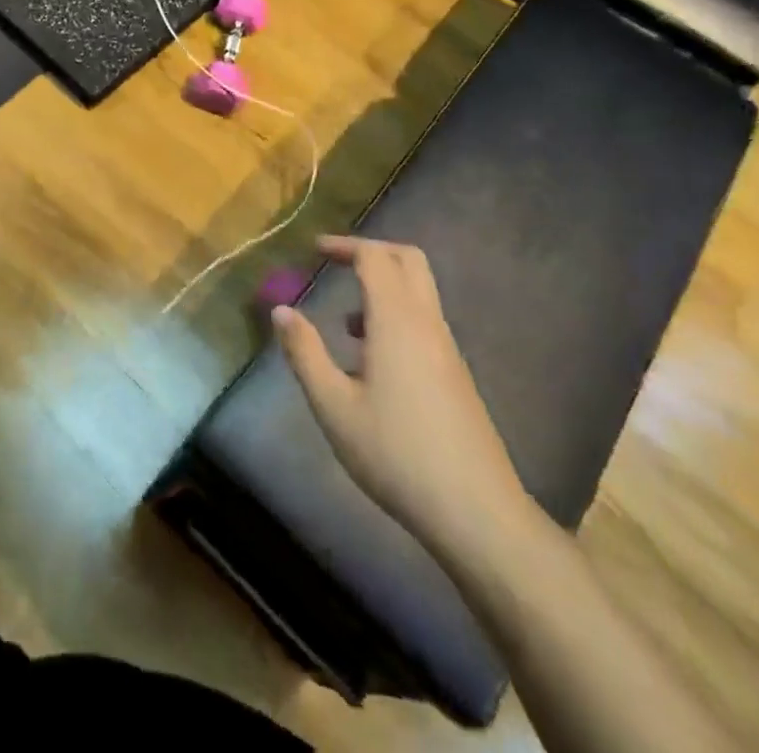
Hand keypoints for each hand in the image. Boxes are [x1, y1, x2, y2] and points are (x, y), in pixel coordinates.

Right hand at [273, 236, 529, 556]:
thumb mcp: (334, 406)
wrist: (476, 512)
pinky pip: (424, 322)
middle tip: (336, 263)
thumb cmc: (396, 454)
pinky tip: (371, 362)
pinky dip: (395, 316)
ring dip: (383, 287)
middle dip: (371, 252)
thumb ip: (304, 352)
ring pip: (419, 292)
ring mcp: (448, 350)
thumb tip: (281, 310)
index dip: (344, 246)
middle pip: (409, 261)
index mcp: (397, 321)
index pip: (375, 258)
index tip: (314, 251)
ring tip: (344, 324)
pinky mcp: (456, 375)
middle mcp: (427, 324)